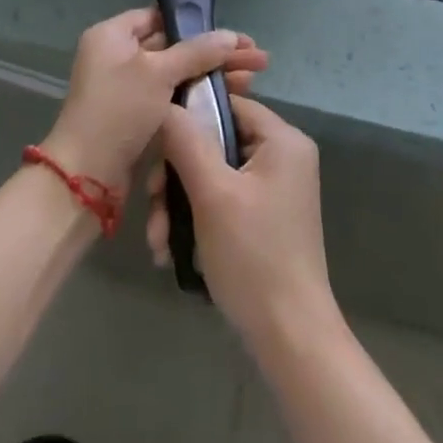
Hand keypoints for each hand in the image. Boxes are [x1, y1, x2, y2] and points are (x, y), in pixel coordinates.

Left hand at [42, 8, 267, 194]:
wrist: (86, 177)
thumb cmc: (118, 111)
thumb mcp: (158, 73)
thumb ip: (196, 52)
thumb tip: (231, 36)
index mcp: (113, 36)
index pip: (160, 17)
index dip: (198, 23)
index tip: (235, 35)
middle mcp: (118, 57)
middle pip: (175, 46)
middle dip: (216, 53)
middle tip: (257, 59)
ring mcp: (129, 89)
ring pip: (178, 74)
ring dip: (213, 75)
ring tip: (253, 80)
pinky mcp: (138, 117)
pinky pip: (174, 97)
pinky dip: (198, 97)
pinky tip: (231, 100)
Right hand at [149, 95, 334, 347]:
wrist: (290, 338)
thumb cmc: (253, 256)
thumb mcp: (213, 194)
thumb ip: (186, 142)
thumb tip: (165, 104)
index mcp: (282, 140)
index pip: (226, 104)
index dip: (187, 119)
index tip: (154, 147)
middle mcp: (282, 157)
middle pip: (215, 143)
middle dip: (176, 176)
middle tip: (152, 206)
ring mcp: (274, 189)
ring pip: (212, 175)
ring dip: (178, 204)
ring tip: (157, 242)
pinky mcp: (263, 218)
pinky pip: (222, 201)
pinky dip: (195, 220)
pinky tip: (169, 251)